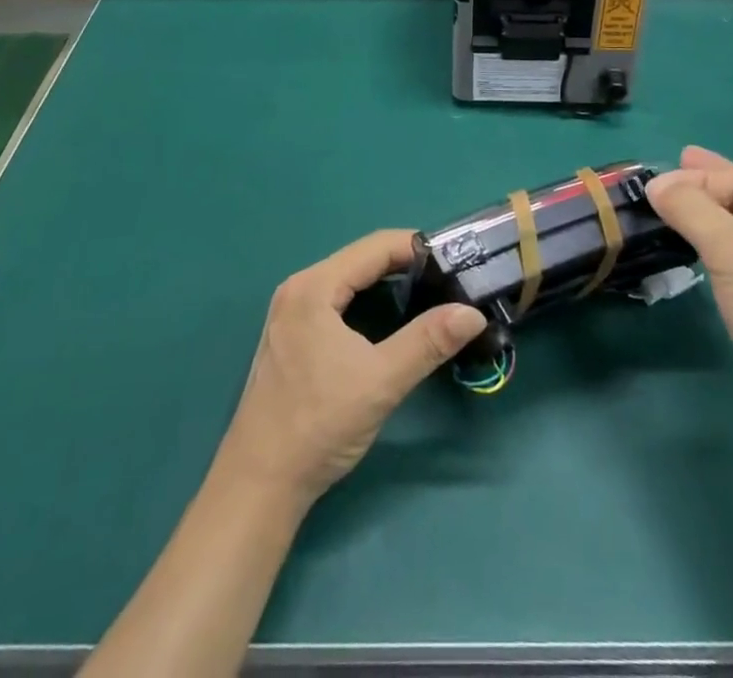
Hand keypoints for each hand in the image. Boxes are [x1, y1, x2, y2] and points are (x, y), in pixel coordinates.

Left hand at [216, 229, 486, 505]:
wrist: (258, 485)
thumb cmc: (318, 425)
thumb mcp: (381, 381)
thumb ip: (428, 342)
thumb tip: (473, 313)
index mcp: (314, 287)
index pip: (374, 247)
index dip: (417, 247)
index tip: (454, 258)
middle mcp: (298, 289)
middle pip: (360, 259)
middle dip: (404, 263)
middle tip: (447, 277)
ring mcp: (290, 313)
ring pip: (348, 281)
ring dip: (386, 282)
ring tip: (428, 292)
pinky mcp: (291, 337)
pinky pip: (336, 301)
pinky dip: (367, 300)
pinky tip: (389, 318)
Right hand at [647, 147, 732, 443]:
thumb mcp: (732, 248)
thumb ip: (690, 209)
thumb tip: (656, 183)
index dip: (695, 177)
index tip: (651, 181)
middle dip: (704, 190)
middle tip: (667, 174)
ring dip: (706, 226)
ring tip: (671, 214)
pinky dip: (714, 258)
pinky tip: (695, 258)